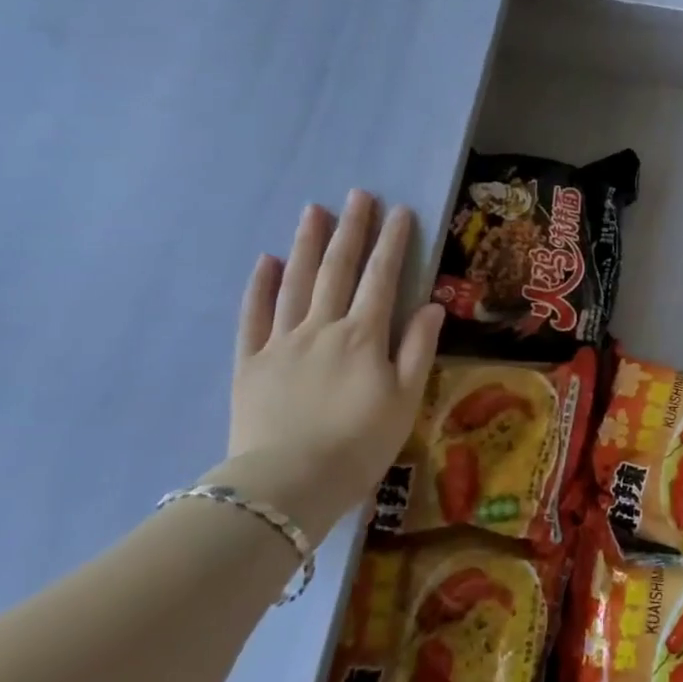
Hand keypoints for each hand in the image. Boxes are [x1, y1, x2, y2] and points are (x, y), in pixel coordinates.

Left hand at [216, 191, 444, 543]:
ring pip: (295, 283)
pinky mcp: (251, 364)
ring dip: (306, 244)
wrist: (287, 487)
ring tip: (313, 210)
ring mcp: (282, 343)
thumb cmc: (359, 445)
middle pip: (337, 269)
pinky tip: (265, 261)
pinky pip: (254, 317)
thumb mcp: (405, 400)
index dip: (393, 242)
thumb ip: (418, 348)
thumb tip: (432, 305)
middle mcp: (323, 327)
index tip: (400, 211)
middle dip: (350, 230)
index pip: (382, 278)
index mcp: (363, 336)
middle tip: (357, 195)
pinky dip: (260, 287)